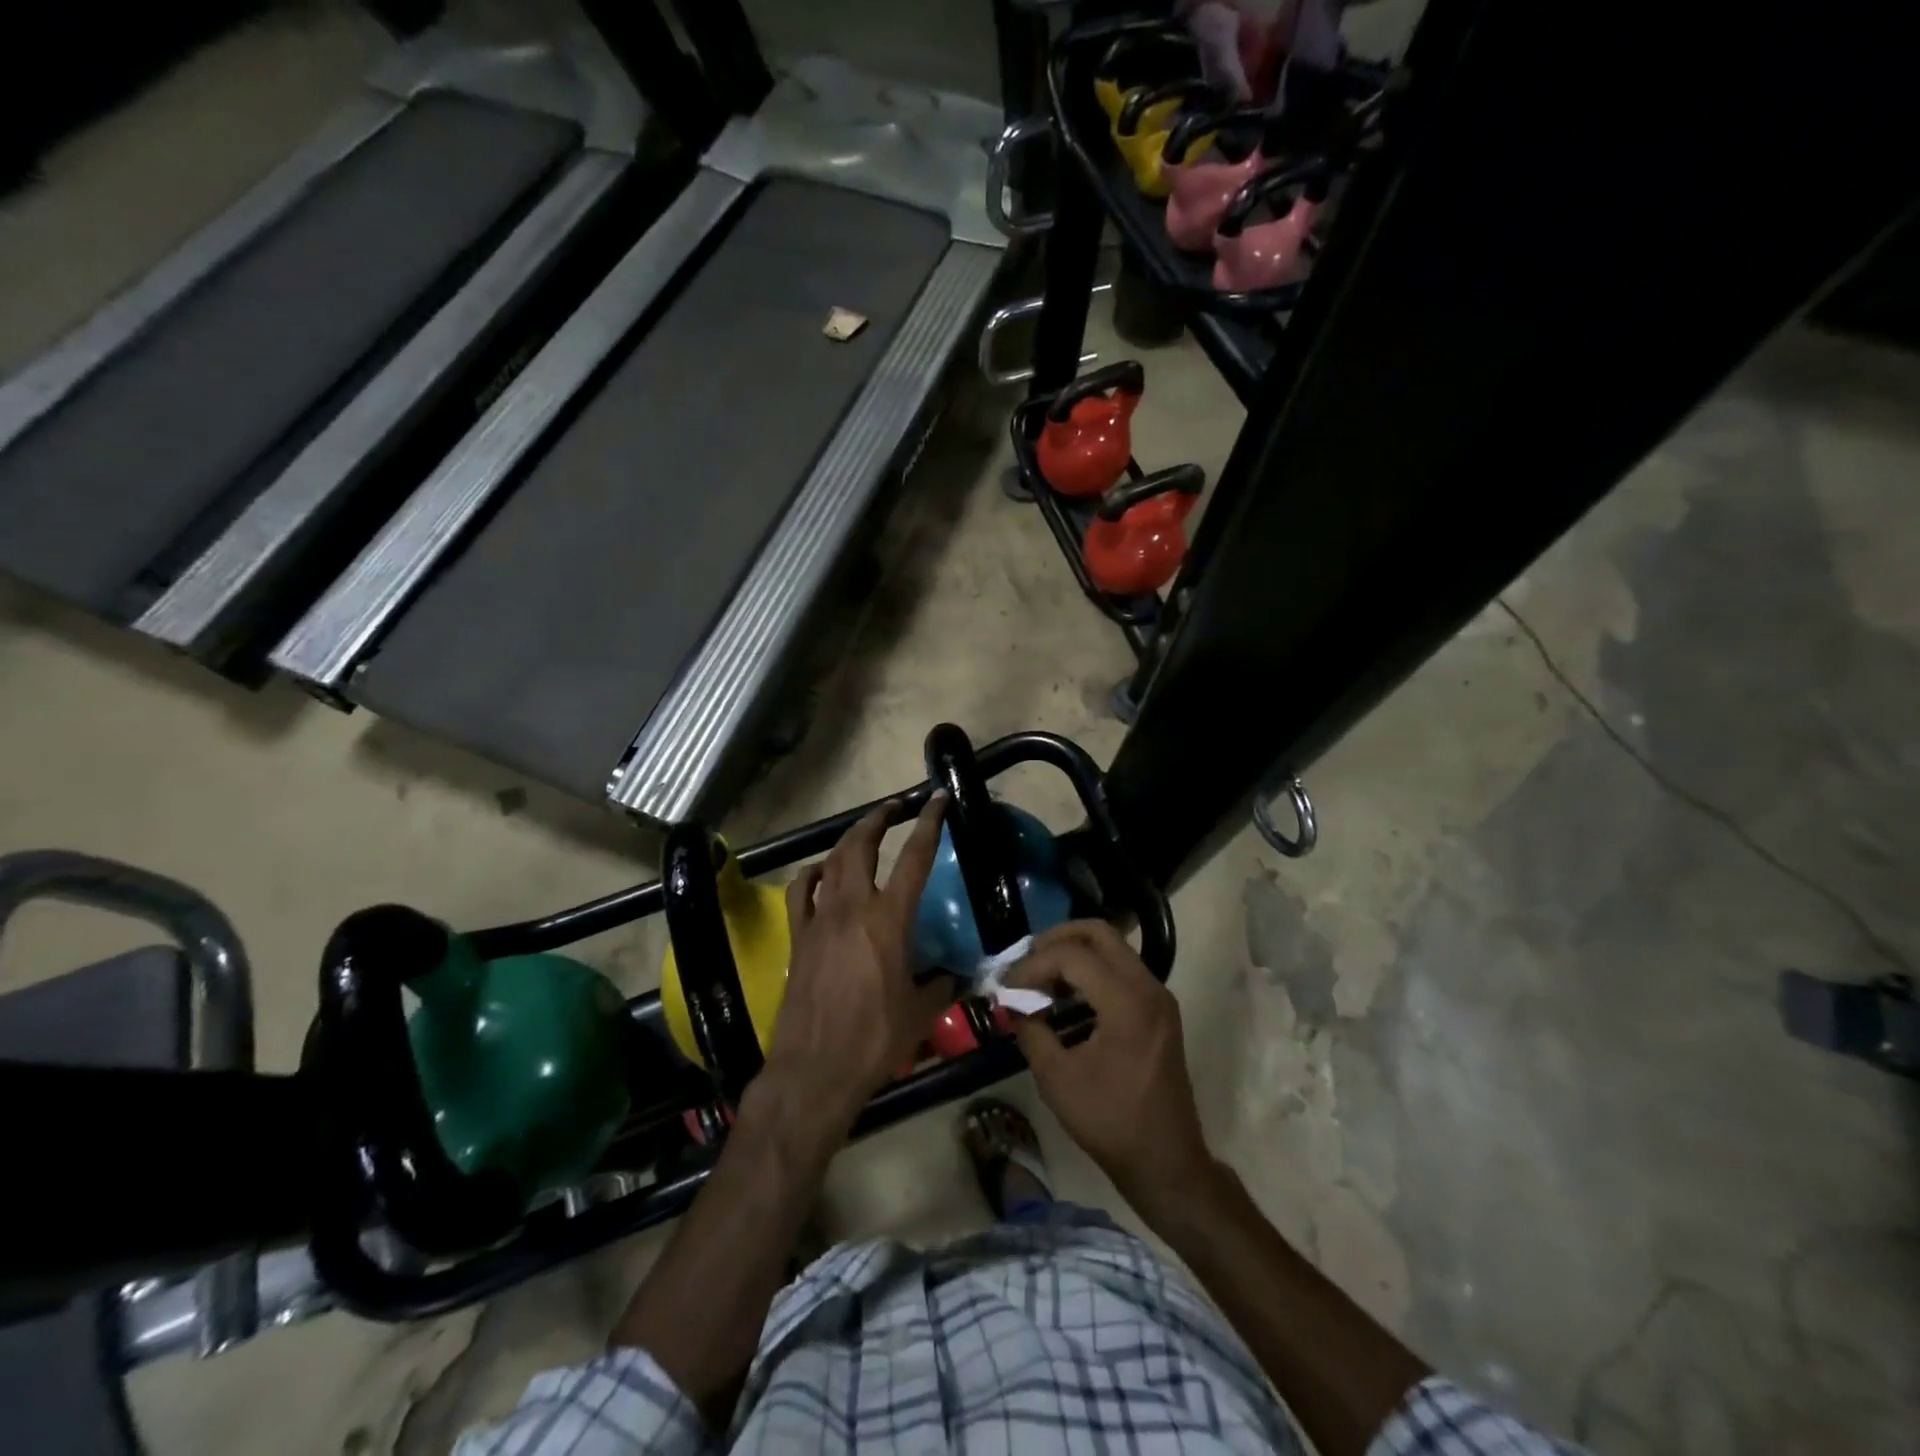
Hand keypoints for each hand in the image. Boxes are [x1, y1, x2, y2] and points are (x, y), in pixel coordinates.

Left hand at [760, 795, 956, 1133]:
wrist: (816, 1068)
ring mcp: (820, 919)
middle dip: (878, 819)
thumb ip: (942, 984)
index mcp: (889, 919)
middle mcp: (852, 907)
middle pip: (861, 846)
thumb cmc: (876, 1039)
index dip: (929, 823)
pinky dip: (812, 874)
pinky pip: (801, 892)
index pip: (915, 858)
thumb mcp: (923, 1011)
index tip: (937, 800)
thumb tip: (955, 975)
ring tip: (863, 832)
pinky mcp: (798, 937)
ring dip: (848, 840)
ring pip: (831, 862)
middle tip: (894, 807)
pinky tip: (820, 873)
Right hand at [1008, 921, 1216, 1207]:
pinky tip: (1067, 995)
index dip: (1034, 965)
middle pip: (1099, 933)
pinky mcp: (1159, 1010)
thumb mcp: (1057, 1078)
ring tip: (1042, 978)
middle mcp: (1148, 987)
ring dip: (1075, 954)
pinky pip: (1122, 969)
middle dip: (1057, 940)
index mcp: (1127, 1001)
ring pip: (1113, 948)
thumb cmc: (1111, 1122)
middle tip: (1027, 962)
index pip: (1072, 956)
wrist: (1166, 1162)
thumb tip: (1013, 1005)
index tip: (1008, 987)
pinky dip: (1092, 971)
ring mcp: (1158, 997)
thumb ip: (1032, 1030)